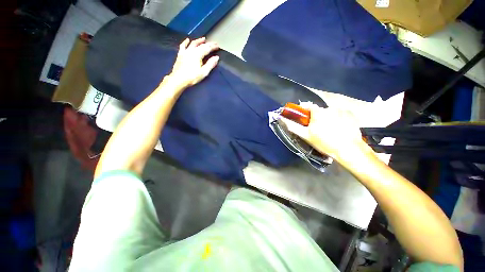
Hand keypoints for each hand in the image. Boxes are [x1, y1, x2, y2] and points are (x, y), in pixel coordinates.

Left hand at [168, 37, 219, 87]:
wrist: (179, 79)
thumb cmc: (192, 77)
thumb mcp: (204, 72)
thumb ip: (210, 64)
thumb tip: (216, 57)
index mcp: (198, 55)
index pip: (207, 48)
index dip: (213, 47)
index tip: (217, 46)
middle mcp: (191, 51)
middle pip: (201, 45)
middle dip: (208, 44)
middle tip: (213, 43)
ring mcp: (185, 52)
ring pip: (192, 43)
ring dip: (198, 41)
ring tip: (203, 39)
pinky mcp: (180, 54)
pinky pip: (183, 46)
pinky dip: (185, 42)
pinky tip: (187, 40)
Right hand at [281, 104, 373, 163]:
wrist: (348, 150)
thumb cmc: (324, 142)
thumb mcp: (305, 135)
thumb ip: (293, 126)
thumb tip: (282, 119)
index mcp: (318, 112)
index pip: (308, 105)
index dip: (304, 111)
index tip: (304, 118)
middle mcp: (330, 108)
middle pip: (319, 110)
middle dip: (317, 117)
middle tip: (318, 128)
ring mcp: (342, 110)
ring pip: (330, 112)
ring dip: (327, 118)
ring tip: (330, 130)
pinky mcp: (351, 114)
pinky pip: (340, 114)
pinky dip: (338, 119)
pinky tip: (339, 129)